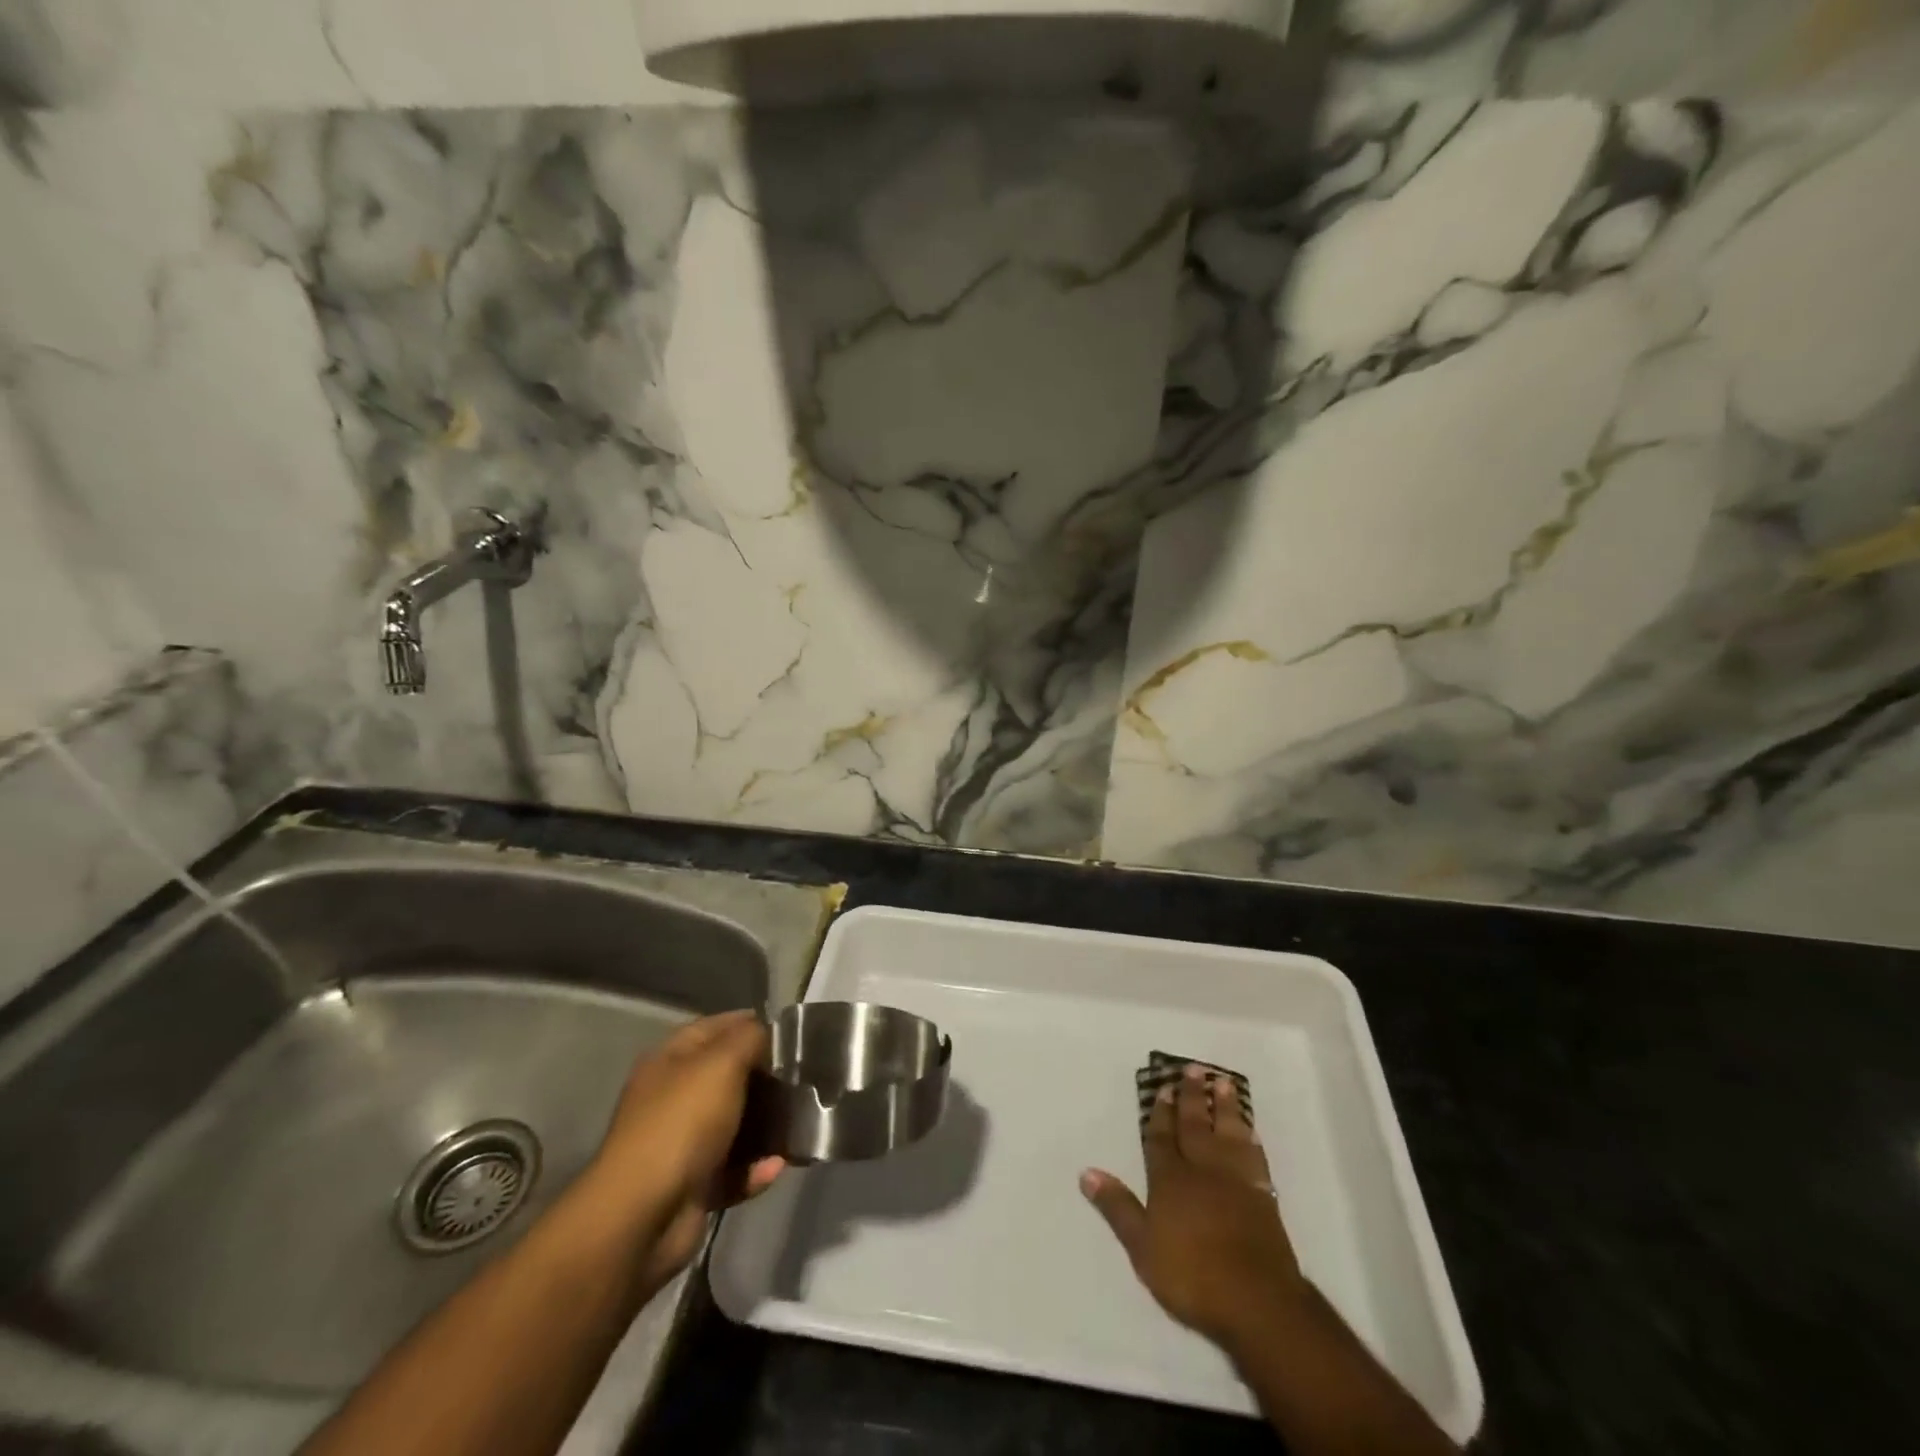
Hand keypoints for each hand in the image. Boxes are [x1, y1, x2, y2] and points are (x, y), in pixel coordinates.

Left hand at [580, 1010, 785, 1295]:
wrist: (643, 1217)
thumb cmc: (683, 1123)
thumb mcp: (722, 1063)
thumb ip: (750, 1038)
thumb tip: (766, 1035)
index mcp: (671, 1060)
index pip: (716, 1028)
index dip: (751, 1024)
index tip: (791, 1033)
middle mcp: (673, 1097)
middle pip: (729, 1077)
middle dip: (766, 1079)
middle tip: (804, 1080)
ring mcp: (682, 1143)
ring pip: (735, 1125)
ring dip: (767, 1126)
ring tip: (800, 1125)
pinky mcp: (693, 1186)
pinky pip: (734, 1170)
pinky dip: (755, 1169)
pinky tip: (776, 1167)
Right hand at [1081, 1065, 1307, 1351]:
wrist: (1257, 1302)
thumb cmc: (1192, 1276)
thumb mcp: (1142, 1247)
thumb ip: (1117, 1208)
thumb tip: (1086, 1172)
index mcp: (1170, 1179)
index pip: (1162, 1138)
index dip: (1161, 1113)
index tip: (1163, 1088)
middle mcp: (1202, 1169)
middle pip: (1195, 1125)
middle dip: (1192, 1097)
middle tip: (1193, 1068)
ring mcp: (1236, 1180)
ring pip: (1227, 1132)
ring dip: (1224, 1106)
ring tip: (1223, 1082)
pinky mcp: (1263, 1196)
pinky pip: (1254, 1155)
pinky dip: (1250, 1138)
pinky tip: (1249, 1128)